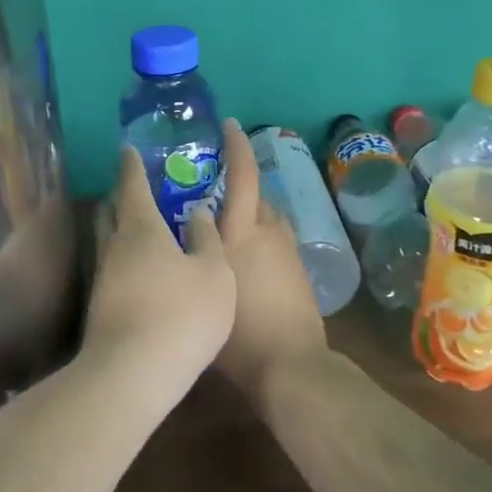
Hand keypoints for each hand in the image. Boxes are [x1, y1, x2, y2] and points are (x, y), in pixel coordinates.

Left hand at [84, 145, 236, 399]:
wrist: (132, 375)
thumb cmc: (181, 314)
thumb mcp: (214, 273)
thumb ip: (207, 240)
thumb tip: (196, 214)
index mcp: (141, 229)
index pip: (132, 185)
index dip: (132, 165)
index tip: (129, 149)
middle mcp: (115, 248)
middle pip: (112, 212)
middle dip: (122, 196)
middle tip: (136, 187)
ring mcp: (103, 281)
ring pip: (110, 243)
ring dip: (122, 230)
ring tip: (144, 229)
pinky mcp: (100, 310)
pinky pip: (113, 270)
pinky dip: (126, 260)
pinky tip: (143, 273)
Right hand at [214, 122, 329, 395]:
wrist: (291, 365)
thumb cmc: (239, 333)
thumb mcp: (207, 290)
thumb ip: (198, 257)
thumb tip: (192, 233)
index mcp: (243, 232)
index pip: (244, 176)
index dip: (237, 147)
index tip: (230, 125)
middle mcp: (270, 232)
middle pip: (257, 197)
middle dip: (238, 188)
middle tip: (210, 192)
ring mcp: (289, 252)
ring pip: (268, 220)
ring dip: (250, 216)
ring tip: (224, 229)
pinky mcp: (299, 271)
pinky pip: (277, 241)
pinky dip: (261, 240)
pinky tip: (245, 261)